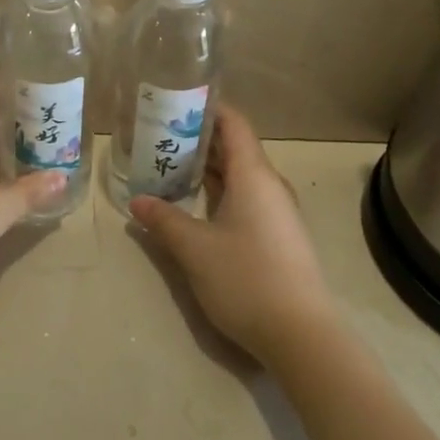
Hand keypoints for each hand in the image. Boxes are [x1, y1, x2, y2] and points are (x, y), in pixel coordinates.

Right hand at [129, 105, 336, 363]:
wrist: (303, 337)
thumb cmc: (247, 279)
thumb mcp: (195, 249)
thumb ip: (164, 220)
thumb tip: (137, 202)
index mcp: (253, 174)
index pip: (233, 122)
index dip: (207, 107)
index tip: (175, 102)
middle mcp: (270, 185)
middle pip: (235, 146)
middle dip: (199, 138)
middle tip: (161, 136)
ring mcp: (278, 211)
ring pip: (240, 174)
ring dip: (209, 168)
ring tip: (172, 166)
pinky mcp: (279, 236)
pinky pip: (247, 197)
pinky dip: (221, 191)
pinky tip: (197, 205)